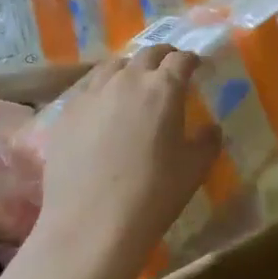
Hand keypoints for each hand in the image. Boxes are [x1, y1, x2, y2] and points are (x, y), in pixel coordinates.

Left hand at [31, 47, 221, 278]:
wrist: (90, 224)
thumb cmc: (152, 195)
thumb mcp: (194, 170)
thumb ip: (207, 142)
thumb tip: (211, 128)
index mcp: (163, 88)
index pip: (181, 59)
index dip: (191, 60)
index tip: (196, 66)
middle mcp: (127, 80)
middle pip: (147, 54)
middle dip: (162, 57)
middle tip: (169, 70)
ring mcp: (91, 93)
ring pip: (113, 65)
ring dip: (130, 69)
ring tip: (134, 83)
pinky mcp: (66, 112)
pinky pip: (88, 87)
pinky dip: (102, 88)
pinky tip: (103, 106)